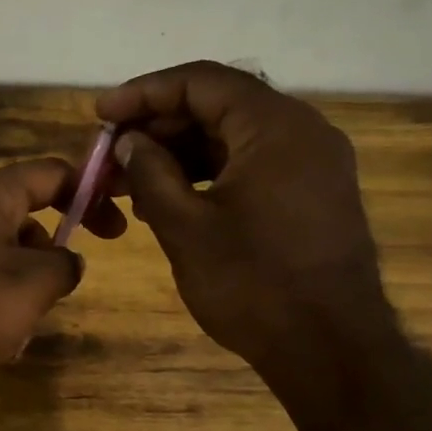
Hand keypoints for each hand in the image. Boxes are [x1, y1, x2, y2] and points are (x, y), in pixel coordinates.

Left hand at [0, 157, 121, 394]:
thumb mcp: (34, 283)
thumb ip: (63, 265)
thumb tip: (64, 262)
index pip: (49, 173)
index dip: (90, 192)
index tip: (117, 228)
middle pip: (24, 224)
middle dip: (46, 262)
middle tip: (56, 293)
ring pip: (1, 269)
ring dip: (18, 303)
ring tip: (11, 335)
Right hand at [96, 61, 392, 397]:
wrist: (330, 349)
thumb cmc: (253, 284)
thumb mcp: (185, 227)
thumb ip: (150, 173)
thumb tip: (129, 141)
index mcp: (275, 126)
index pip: (201, 82)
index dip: (144, 93)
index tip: (101, 116)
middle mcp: (303, 131)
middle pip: (219, 105)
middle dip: (159, 125)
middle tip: (111, 154)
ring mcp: (313, 163)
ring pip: (234, 137)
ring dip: (180, 152)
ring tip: (131, 180)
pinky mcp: (313, 194)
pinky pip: (253, 164)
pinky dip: (209, 173)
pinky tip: (172, 198)